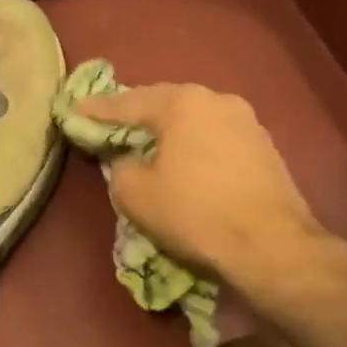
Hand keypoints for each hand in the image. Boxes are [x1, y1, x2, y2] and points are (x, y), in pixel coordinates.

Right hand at [72, 84, 329, 298]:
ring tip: (147, 143)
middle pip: (164, 103)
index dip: (96, 110)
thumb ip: (119, 166)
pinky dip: (194, 145)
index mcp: (182, 103)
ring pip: (193, 120)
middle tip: (110, 124)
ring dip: (168, 130)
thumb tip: (129, 160)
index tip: (74, 111)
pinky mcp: (265, 147)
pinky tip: (185, 161)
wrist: (272, 245)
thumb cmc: (195, 212)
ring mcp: (246, 121)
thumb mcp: (135, 193)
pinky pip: (215, 137)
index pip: (127, 102)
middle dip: (136, 114)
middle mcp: (216, 100)